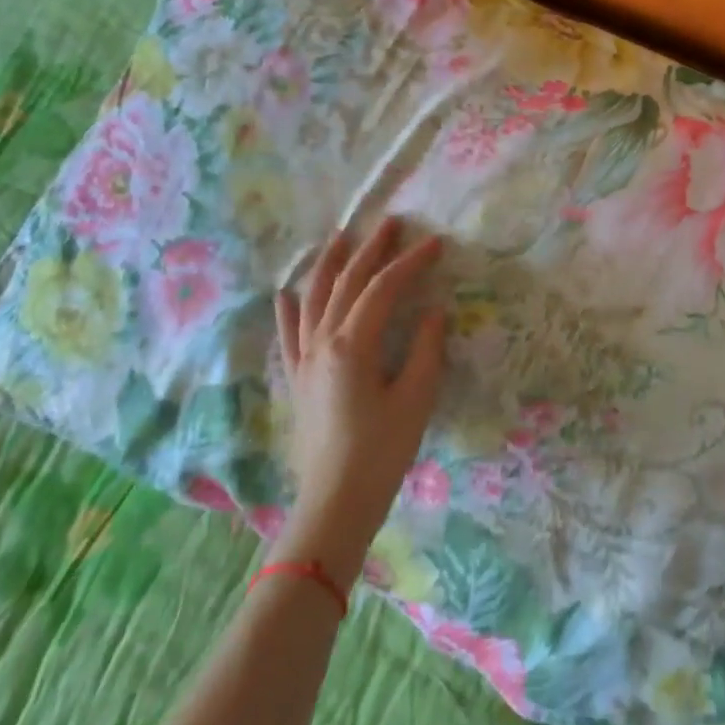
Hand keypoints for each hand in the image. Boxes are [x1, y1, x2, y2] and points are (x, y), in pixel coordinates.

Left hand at [273, 219, 446, 573]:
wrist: (335, 502)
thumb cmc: (382, 452)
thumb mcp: (416, 399)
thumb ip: (426, 349)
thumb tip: (434, 311)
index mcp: (353, 345)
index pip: (383, 289)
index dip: (410, 263)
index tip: (436, 243)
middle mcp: (322, 342)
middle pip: (345, 283)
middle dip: (370, 249)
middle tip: (391, 223)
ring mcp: (304, 359)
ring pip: (313, 298)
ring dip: (329, 265)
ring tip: (341, 238)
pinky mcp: (296, 379)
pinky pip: (289, 333)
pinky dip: (290, 308)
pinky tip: (288, 292)